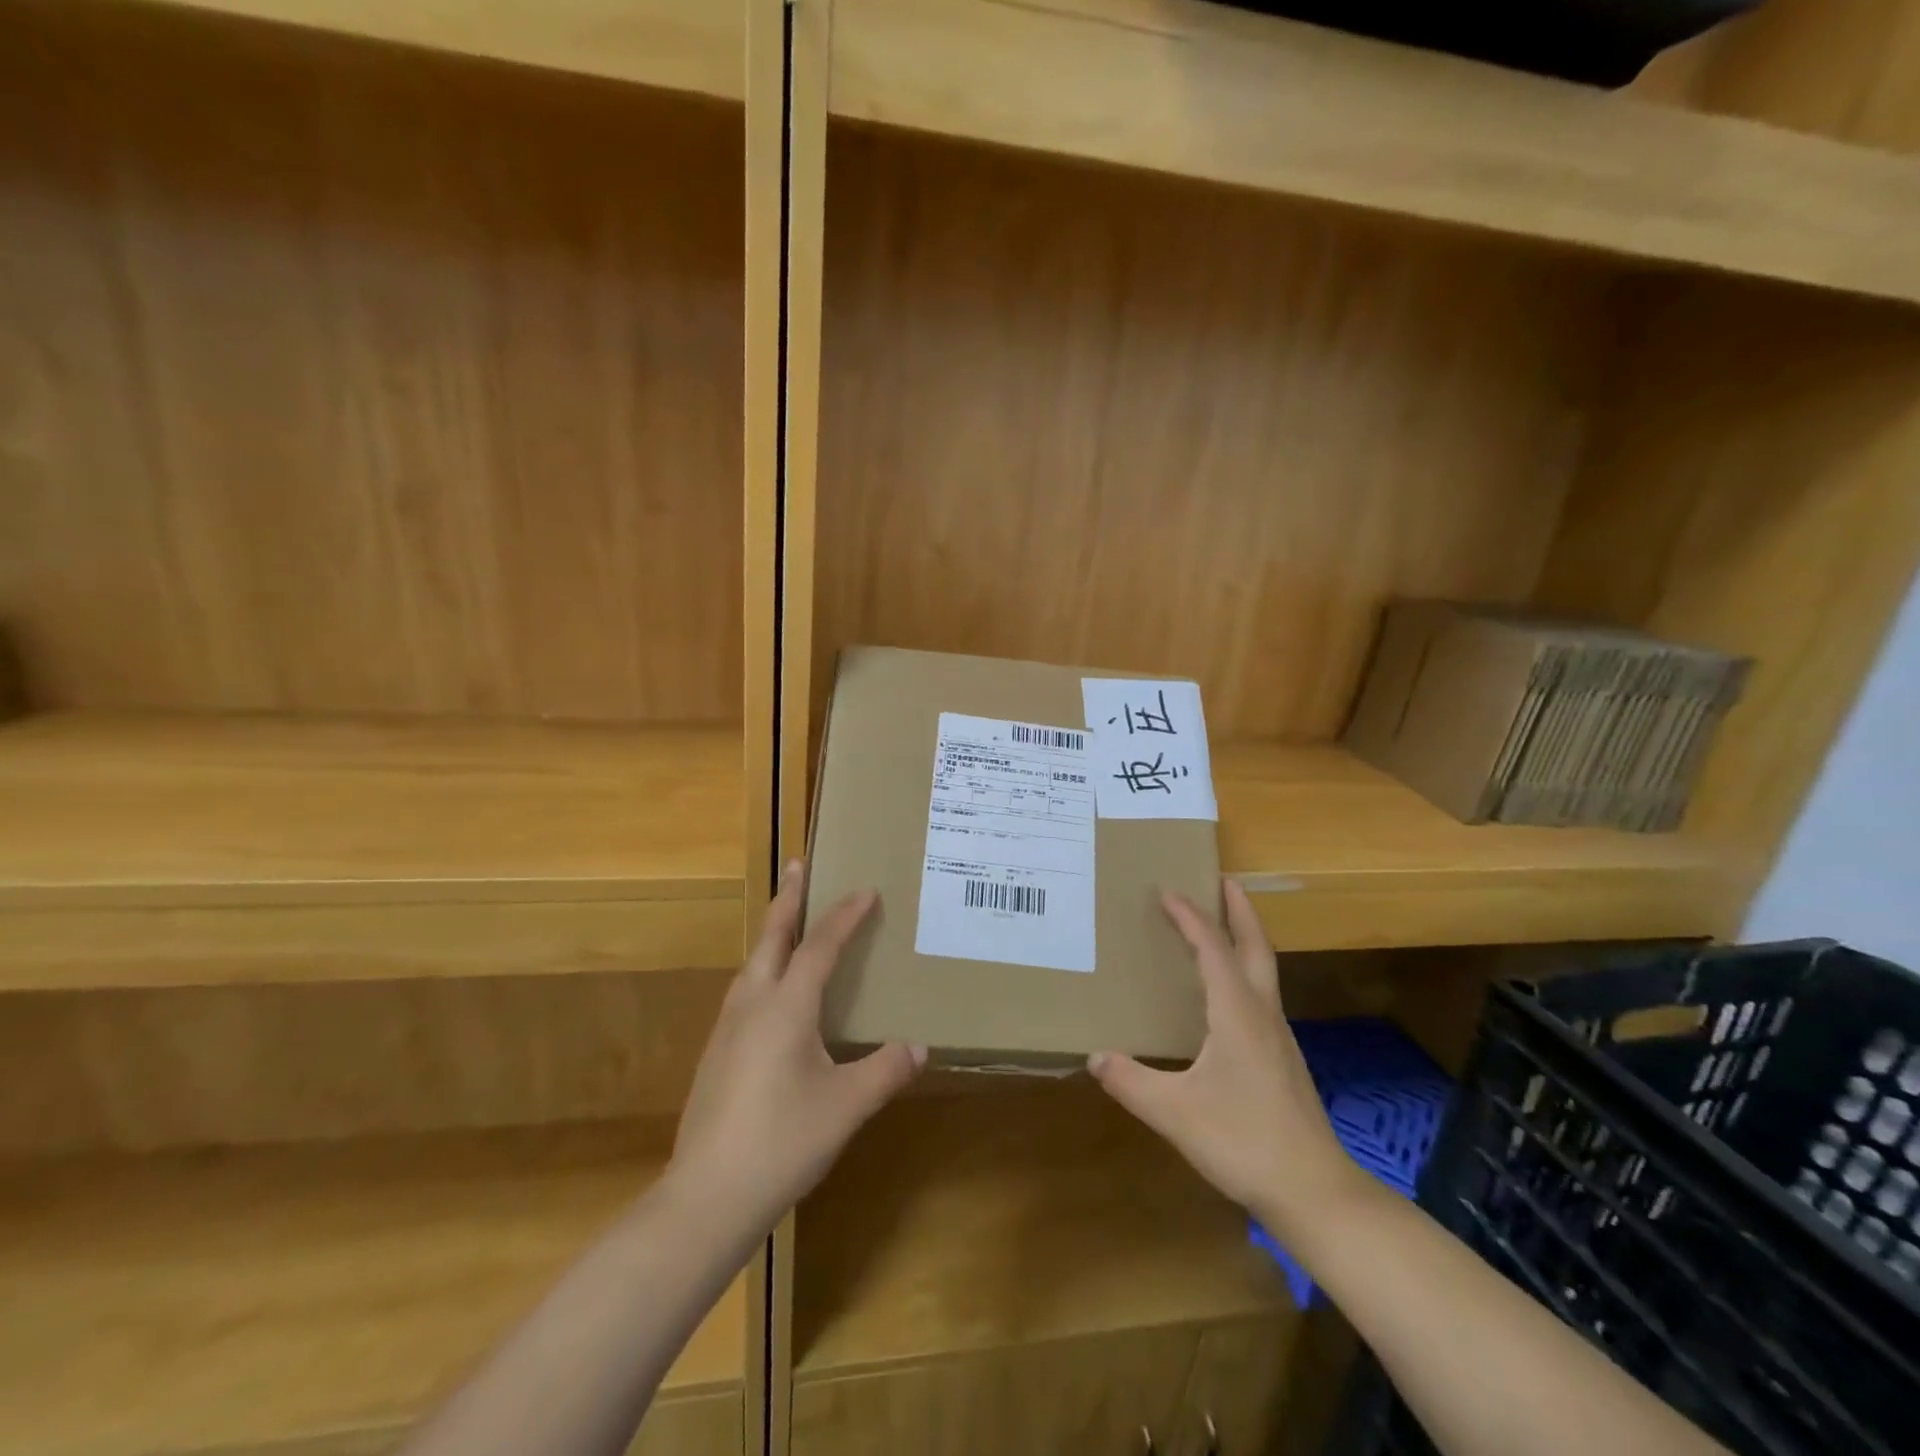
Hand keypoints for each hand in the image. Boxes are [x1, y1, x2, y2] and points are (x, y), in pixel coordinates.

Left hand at [669, 861, 924, 1234]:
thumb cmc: (783, 1141)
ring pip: (752, 963)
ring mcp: (727, 1029)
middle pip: (771, 936)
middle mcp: (752, 1004)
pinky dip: (764, 969)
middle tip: (798, 865)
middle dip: (788, 898)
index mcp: (786, 1006)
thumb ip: (885, 1071)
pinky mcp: (716, 1054)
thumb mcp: (846, 1105)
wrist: (706, 1197)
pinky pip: (745, 991)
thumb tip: (919, 1047)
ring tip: (789, 923)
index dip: (845, 915)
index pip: (820, 945)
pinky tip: (772, 995)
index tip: (867, 889)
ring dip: (773, 933)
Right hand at [1088, 879, 1367, 1245]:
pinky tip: (1226, 994)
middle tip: (1222, 879)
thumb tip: (1094, 1056)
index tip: (1168, 891)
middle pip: (1256, 946)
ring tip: (1220, 926)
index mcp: (1237, 1013)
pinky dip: (1244, 971)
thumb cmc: (1244, 1142)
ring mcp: (1278, 1037)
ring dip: (1244, 938)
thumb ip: (1131, 1082)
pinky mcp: (1282, 1058)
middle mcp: (1262, 1014)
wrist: (1314, 1192)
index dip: (1190, 917)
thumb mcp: (1175, 1113)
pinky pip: (1260, 995)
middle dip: (1240, 909)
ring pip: (1263, 970)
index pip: (1213, 949)